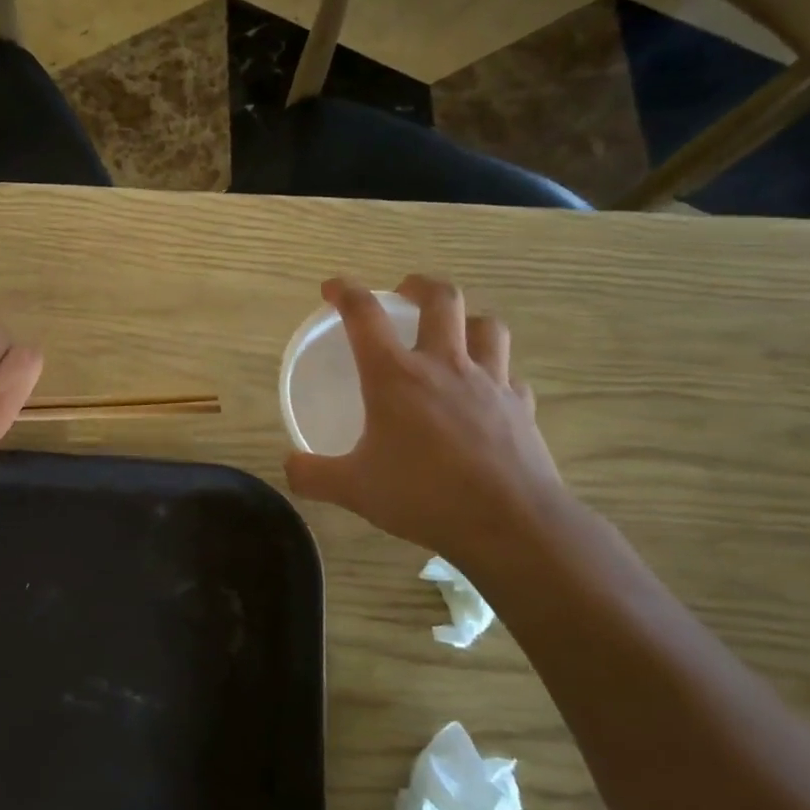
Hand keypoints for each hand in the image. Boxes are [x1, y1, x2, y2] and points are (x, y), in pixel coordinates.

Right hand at [284, 276, 569, 566]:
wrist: (509, 523)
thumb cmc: (423, 496)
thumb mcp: (354, 489)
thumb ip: (314, 475)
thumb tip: (289, 466)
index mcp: (395, 376)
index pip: (364, 315)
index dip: (345, 292)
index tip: (332, 287)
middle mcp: (444, 366)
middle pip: (441, 299)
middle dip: (419, 286)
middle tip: (404, 292)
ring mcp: (490, 383)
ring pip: (487, 326)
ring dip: (467, 320)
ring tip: (453, 331)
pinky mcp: (520, 407)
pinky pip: (510, 375)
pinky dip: (496, 373)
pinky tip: (487, 390)